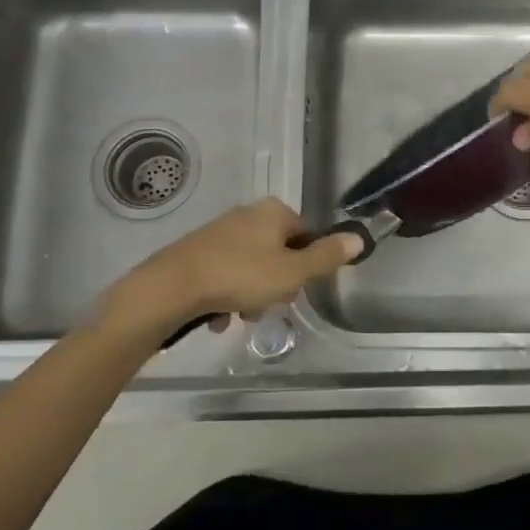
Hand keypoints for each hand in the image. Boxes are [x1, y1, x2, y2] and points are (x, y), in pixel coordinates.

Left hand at [96, 198, 362, 334]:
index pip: (305, 235)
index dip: (305, 265)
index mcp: (273, 212)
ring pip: (250, 267)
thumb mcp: (292, 272)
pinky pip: (224, 275)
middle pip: (278, 253)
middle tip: (267, 305)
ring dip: (251, 295)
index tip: (295, 288)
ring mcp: (218, 232)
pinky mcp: (195, 252)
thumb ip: (327, 256)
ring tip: (239, 316)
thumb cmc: (240, 276)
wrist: (170, 288)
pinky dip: (226, 295)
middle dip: (276, 284)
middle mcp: (246, 214)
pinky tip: (218, 317)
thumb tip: (359, 238)